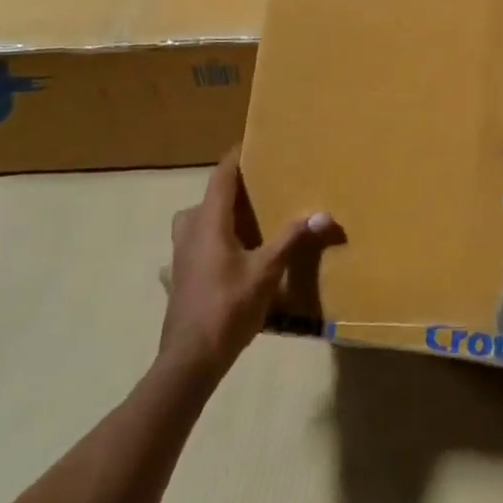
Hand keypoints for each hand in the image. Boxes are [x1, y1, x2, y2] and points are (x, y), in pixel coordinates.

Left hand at [160, 150, 335, 376]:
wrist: (190, 360)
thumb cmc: (228, 307)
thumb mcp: (267, 271)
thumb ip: (292, 239)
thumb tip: (323, 214)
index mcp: (209, 223)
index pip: (220, 178)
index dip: (235, 158)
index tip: (252, 143)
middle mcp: (190, 233)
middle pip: (206, 199)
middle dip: (228, 190)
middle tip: (256, 188)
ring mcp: (180, 258)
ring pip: (194, 223)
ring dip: (216, 216)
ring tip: (244, 222)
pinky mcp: (180, 279)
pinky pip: (194, 246)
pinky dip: (210, 242)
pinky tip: (227, 258)